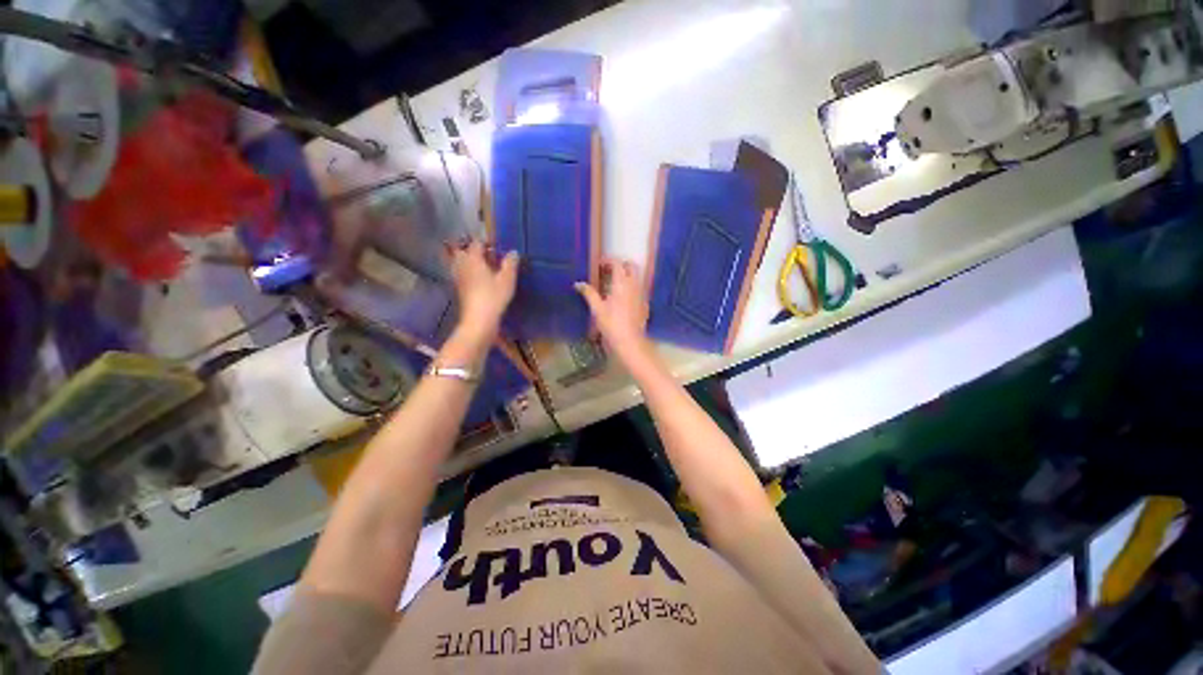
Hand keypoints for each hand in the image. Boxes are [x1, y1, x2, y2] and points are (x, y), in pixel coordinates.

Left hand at [450, 240, 518, 339]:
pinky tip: (474, 278)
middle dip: (470, 249)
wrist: (479, 319)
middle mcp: (462, 265)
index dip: (486, 243)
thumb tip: (513, 252)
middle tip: (484, 254)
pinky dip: (464, 271)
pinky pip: (458, 273)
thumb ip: (510, 264)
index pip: (476, 243)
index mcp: (473, 259)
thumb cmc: (494, 296)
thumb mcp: (507, 279)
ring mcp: (457, 277)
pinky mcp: (457, 289)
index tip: (495, 247)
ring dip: (465, 260)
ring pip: (457, 262)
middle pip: (461, 250)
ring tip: (479, 264)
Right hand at [576, 259, 652, 365]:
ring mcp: (642, 294)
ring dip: (627, 276)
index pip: (617, 263)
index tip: (600, 265)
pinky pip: (639, 289)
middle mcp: (634, 285)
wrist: (630, 341)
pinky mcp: (645, 304)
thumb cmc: (611, 324)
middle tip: (609, 272)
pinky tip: (623, 298)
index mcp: (621, 283)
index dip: (608, 261)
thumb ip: (589, 293)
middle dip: (621, 265)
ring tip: (615, 284)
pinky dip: (632, 288)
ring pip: (637, 277)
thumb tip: (578, 284)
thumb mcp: (597, 309)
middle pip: (631, 267)